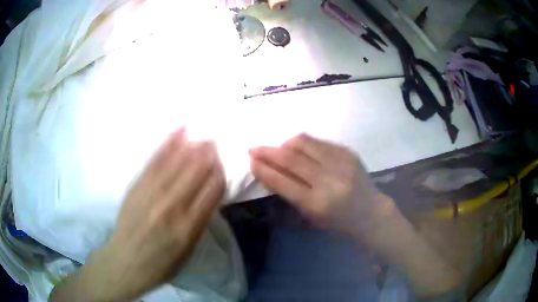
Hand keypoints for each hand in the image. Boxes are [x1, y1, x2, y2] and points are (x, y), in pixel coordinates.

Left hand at [50, 129, 225, 301]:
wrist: (125, 261)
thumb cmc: (161, 263)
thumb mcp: (188, 251)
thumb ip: (200, 221)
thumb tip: (210, 192)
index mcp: (188, 227)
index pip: (213, 190)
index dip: (220, 173)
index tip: (222, 166)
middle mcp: (171, 206)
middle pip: (197, 170)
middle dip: (209, 154)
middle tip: (215, 144)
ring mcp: (151, 193)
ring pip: (178, 161)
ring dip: (194, 146)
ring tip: (203, 137)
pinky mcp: (137, 185)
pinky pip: (156, 159)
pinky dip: (169, 143)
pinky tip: (180, 130)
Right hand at [249, 133, 396, 238]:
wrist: (371, 213)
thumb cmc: (338, 222)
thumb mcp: (311, 217)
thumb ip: (289, 194)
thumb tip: (268, 171)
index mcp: (318, 204)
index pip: (283, 181)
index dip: (264, 169)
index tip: (251, 161)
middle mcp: (329, 180)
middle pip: (291, 159)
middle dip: (268, 152)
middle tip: (254, 149)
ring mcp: (341, 163)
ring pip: (304, 143)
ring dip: (285, 144)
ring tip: (278, 149)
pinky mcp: (348, 152)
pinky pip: (319, 142)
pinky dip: (304, 144)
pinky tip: (299, 149)